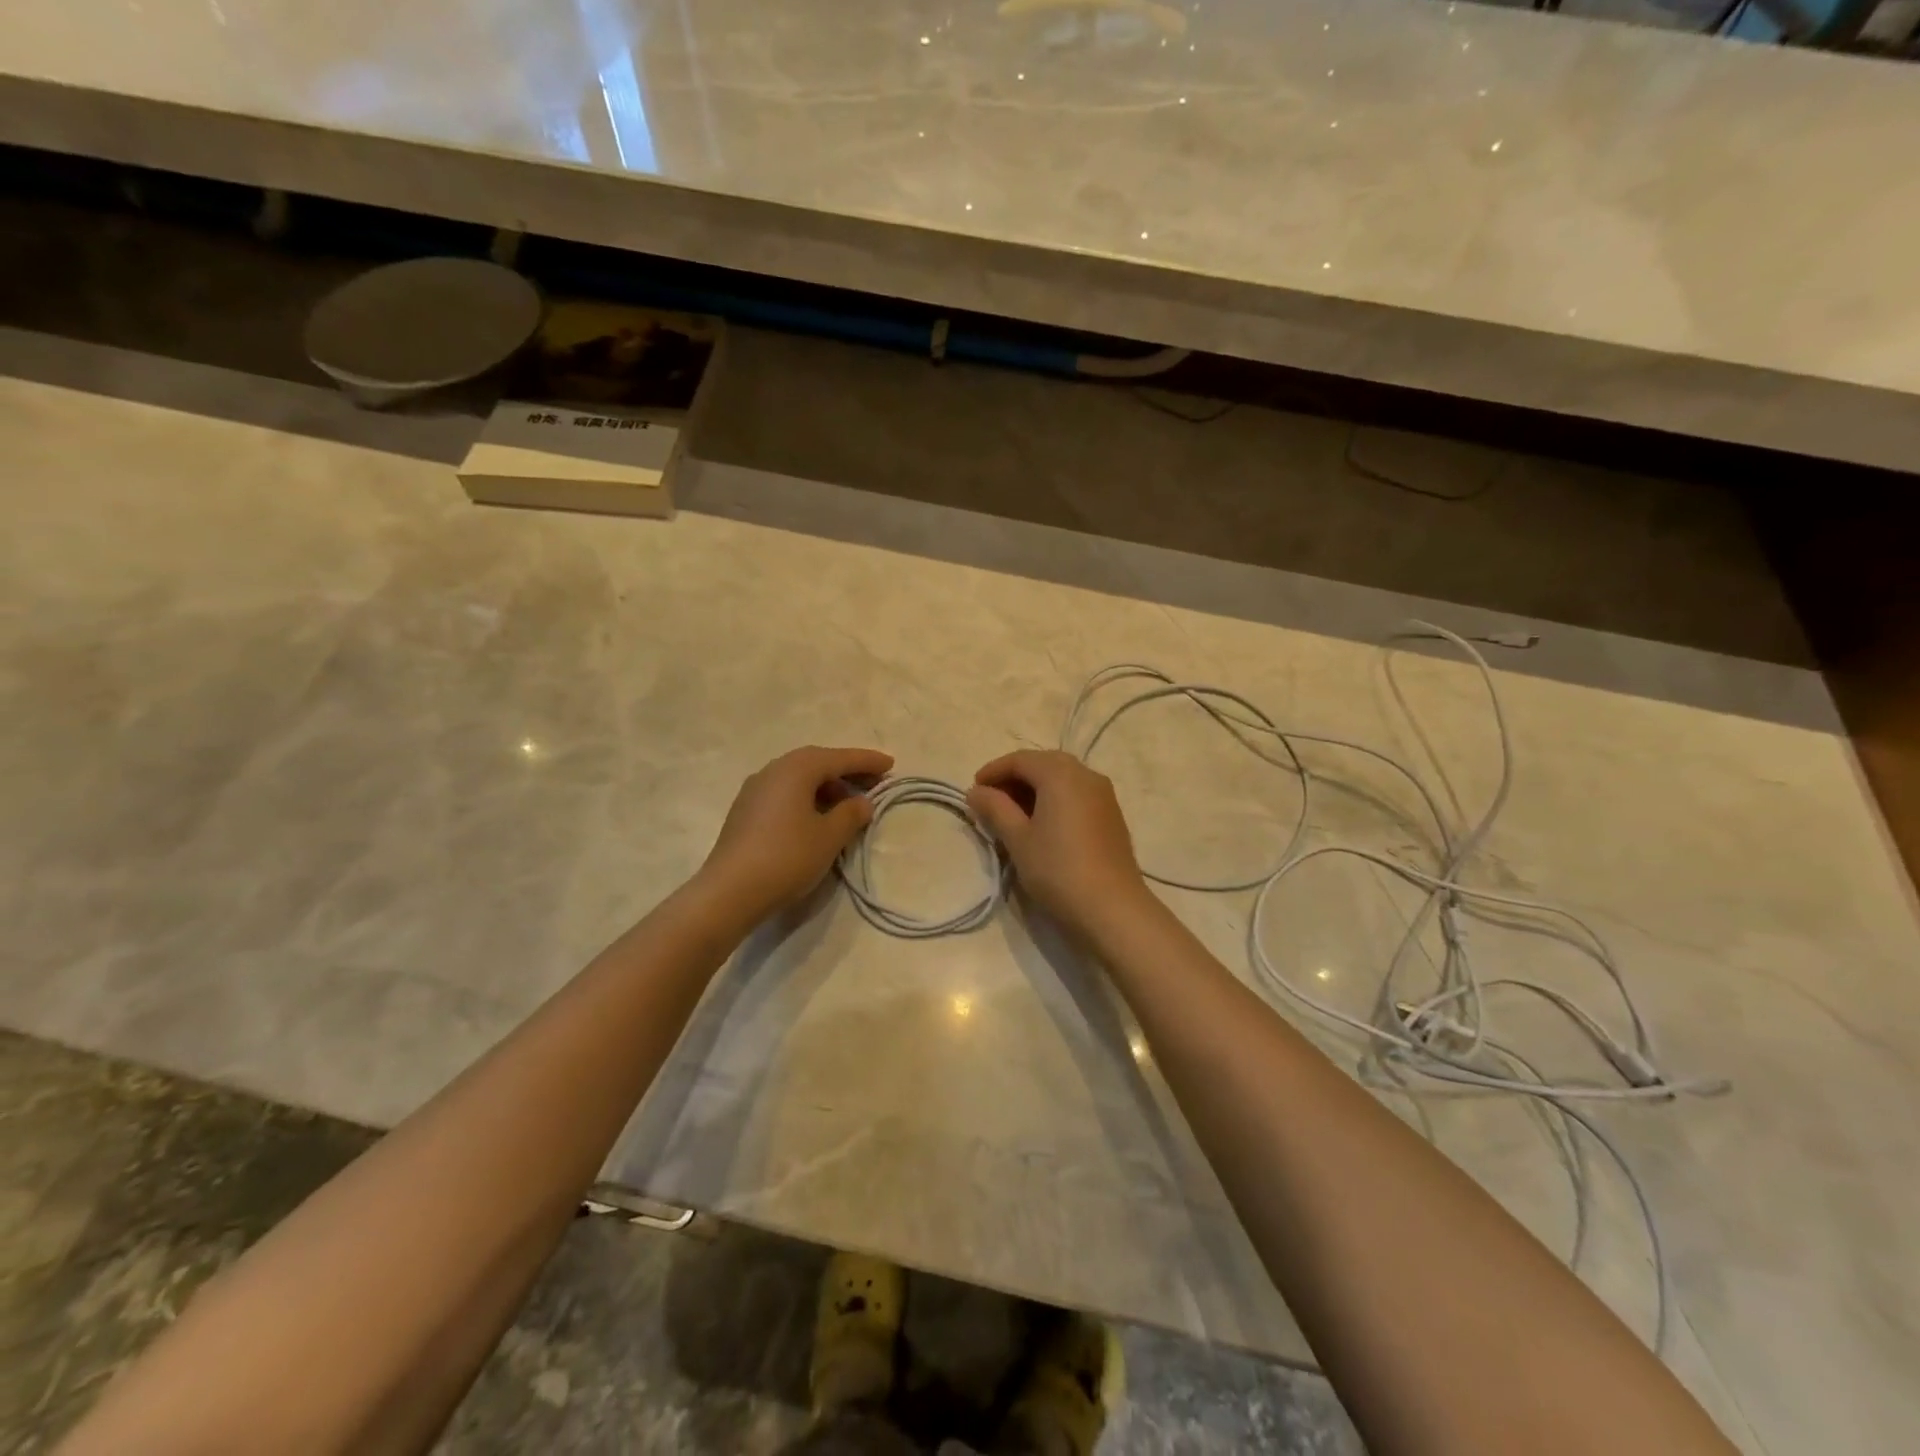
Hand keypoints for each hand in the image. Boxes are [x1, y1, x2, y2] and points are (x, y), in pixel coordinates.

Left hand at [699, 745, 893, 922]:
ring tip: (847, 804)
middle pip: (817, 762)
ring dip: (826, 786)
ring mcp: (755, 789)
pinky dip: (806, 797)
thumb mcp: (829, 837)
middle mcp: (774, 770)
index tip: (890, 764)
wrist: (729, 891)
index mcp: (797, 768)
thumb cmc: (787, 857)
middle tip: (872, 783)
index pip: (840, 758)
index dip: (867, 761)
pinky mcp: (745, 810)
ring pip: (799, 778)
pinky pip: (784, 793)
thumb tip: (862, 802)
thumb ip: (851, 814)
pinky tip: (816, 818)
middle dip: (846, 771)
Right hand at [967, 750, 1148, 935]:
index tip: (973, 791)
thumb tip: (976, 791)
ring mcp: (1103, 794)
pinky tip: (1042, 823)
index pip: (1020, 760)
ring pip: (1062, 778)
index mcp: (1060, 774)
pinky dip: (1055, 798)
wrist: (1112, 907)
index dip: (993, 771)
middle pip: (1043, 764)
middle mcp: (1085, 774)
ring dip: (1035, 788)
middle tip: (991, 801)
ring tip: (1013, 814)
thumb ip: (995, 809)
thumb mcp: (1018, 839)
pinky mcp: (1112, 814)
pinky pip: (1077, 793)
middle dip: (1014, 777)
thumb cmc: (1058, 869)